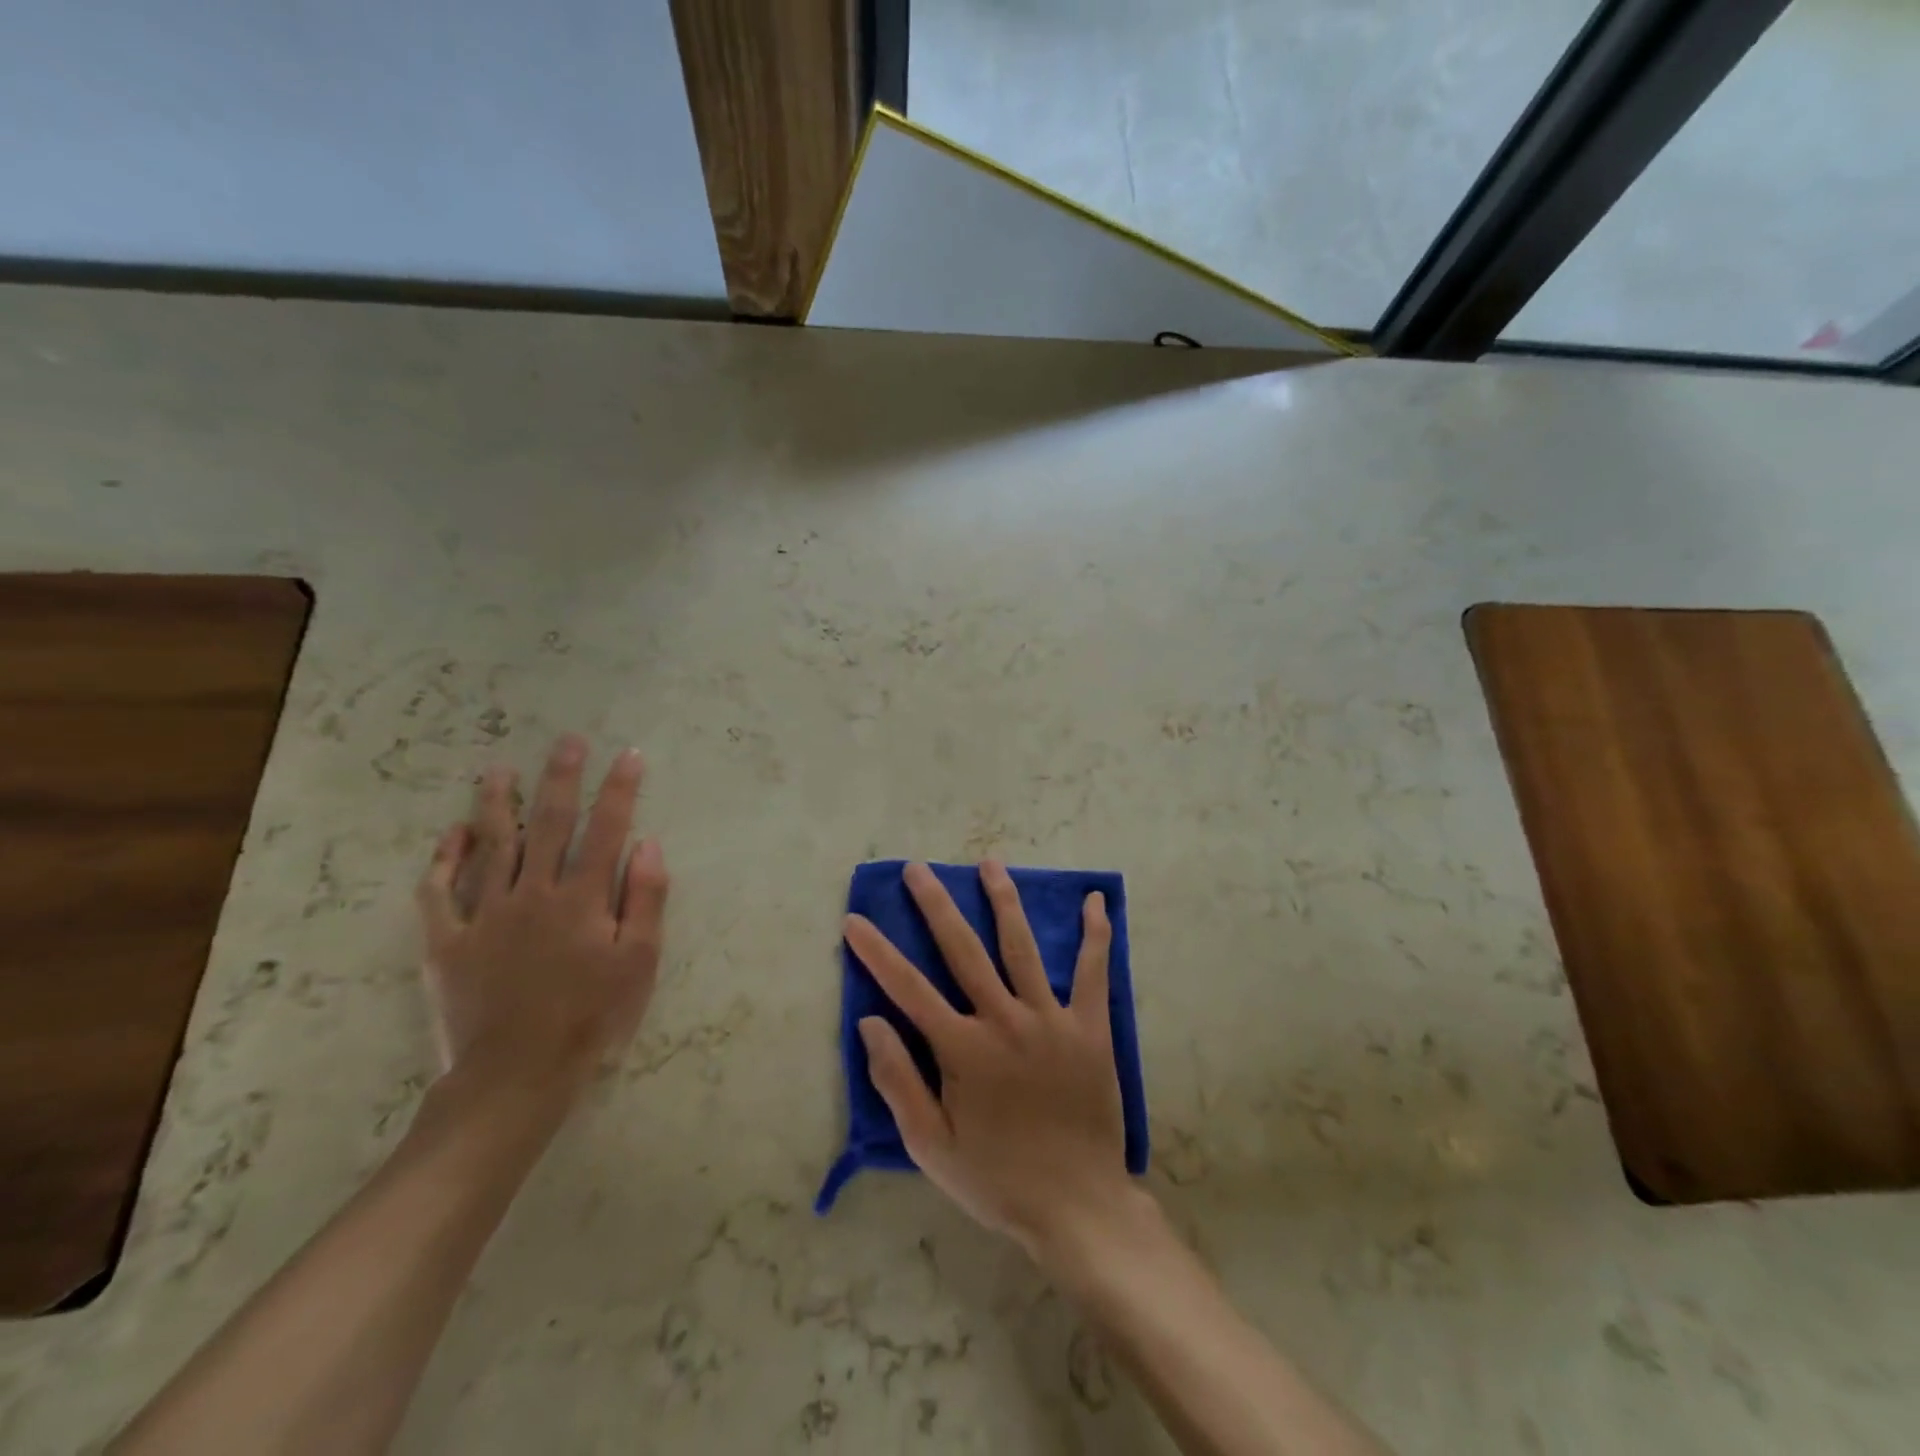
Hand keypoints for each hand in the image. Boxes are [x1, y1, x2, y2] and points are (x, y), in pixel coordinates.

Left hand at [416, 734, 669, 1102]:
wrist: (516, 1076)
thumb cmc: (591, 1018)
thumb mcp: (640, 963)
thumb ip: (646, 899)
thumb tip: (648, 843)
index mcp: (583, 899)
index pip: (606, 830)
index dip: (619, 790)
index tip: (628, 755)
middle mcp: (533, 894)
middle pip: (550, 824)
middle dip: (561, 778)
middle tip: (567, 742)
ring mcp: (485, 915)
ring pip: (492, 846)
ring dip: (498, 804)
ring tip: (499, 770)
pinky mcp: (448, 942)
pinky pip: (439, 892)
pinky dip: (444, 859)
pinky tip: (452, 834)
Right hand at [846, 861, 1138, 1260]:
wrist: (1077, 1206)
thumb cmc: (997, 1179)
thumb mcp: (932, 1147)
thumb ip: (898, 1081)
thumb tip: (870, 1022)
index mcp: (963, 1049)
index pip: (908, 988)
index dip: (877, 952)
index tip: (854, 920)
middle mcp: (1004, 1020)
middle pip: (963, 949)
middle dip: (935, 905)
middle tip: (918, 869)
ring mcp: (1050, 1019)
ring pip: (1021, 946)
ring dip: (1003, 901)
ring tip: (989, 863)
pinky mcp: (1090, 1027)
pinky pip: (1092, 972)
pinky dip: (1095, 935)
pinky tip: (1096, 902)